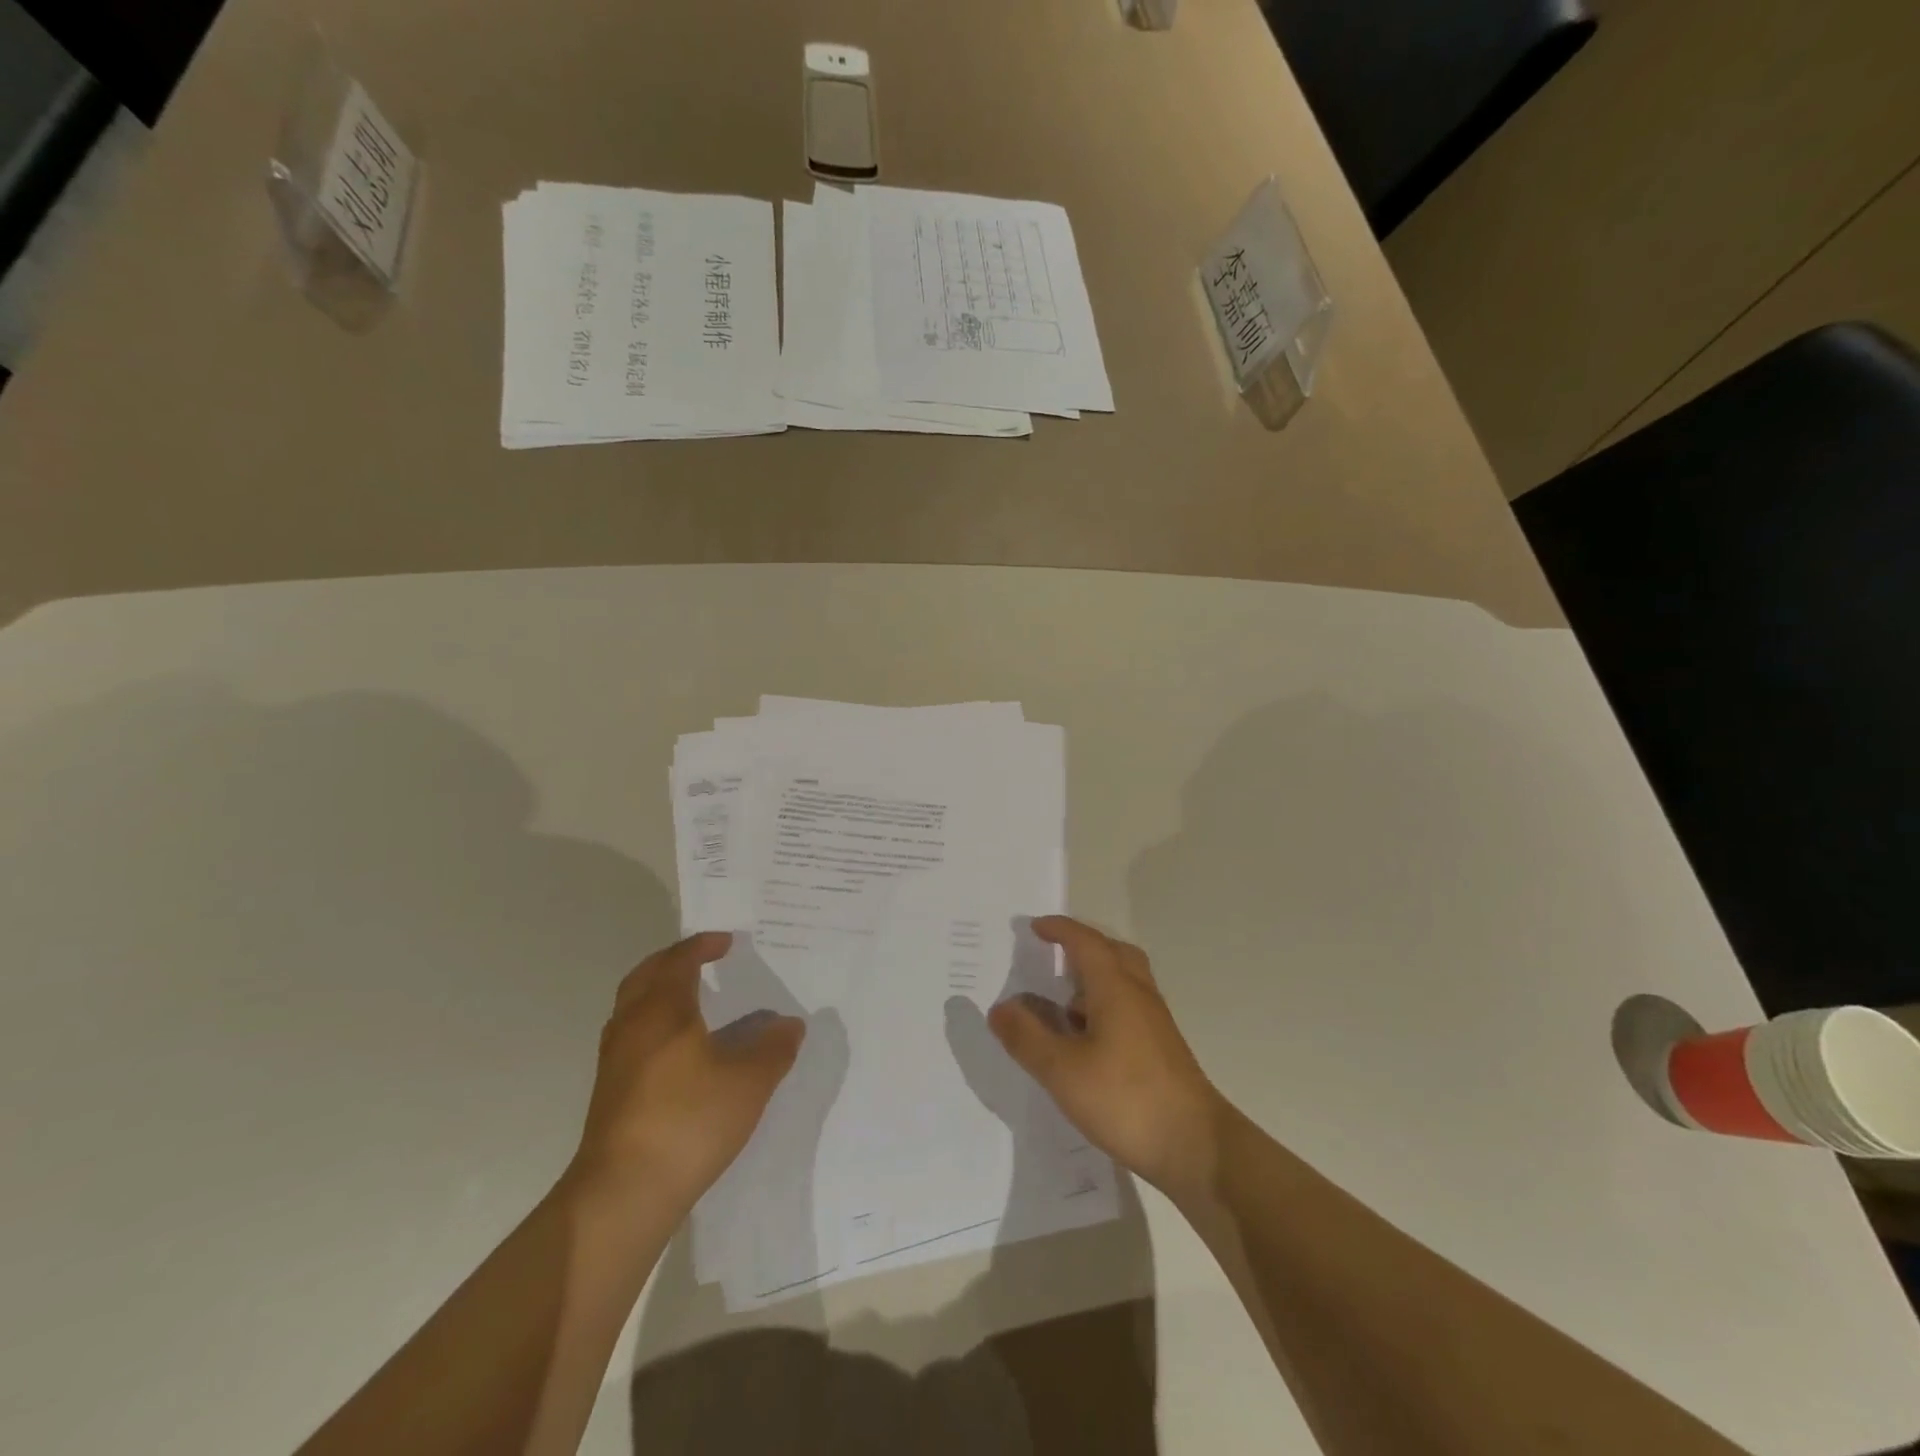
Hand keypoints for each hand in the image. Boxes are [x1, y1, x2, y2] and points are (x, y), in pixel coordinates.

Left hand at [568, 932, 804, 1216]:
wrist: (623, 1193)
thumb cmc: (688, 1121)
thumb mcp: (749, 1083)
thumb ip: (773, 1049)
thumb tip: (790, 1025)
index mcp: (662, 1010)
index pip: (679, 961)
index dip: (702, 946)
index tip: (727, 942)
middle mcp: (632, 1025)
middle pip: (645, 976)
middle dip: (673, 961)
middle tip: (701, 959)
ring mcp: (614, 1061)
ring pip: (633, 1007)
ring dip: (658, 992)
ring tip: (691, 1001)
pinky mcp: (609, 1093)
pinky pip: (631, 1037)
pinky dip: (653, 1025)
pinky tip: (677, 1052)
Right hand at [989, 916, 1224, 1200]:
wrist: (1196, 1147)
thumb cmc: (1126, 1100)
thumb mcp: (1062, 1071)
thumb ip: (1027, 1037)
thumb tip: (1000, 1007)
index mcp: (1115, 988)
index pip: (1085, 943)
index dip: (1060, 930)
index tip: (1035, 927)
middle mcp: (1138, 995)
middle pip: (1112, 952)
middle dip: (1082, 946)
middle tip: (1054, 954)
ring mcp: (1154, 1022)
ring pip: (1123, 981)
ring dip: (1094, 978)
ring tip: (1062, 1001)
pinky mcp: (1161, 1048)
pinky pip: (1128, 1006)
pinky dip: (1103, 1005)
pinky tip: (1086, 1039)